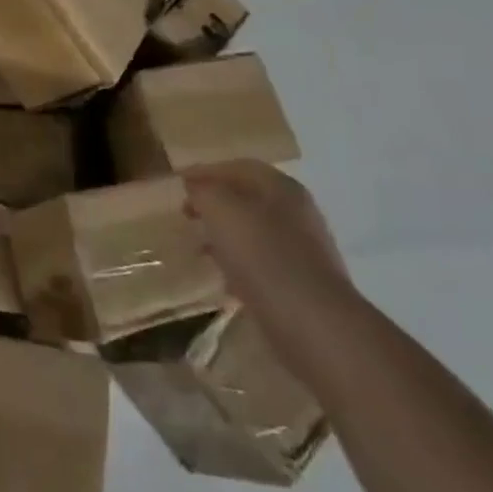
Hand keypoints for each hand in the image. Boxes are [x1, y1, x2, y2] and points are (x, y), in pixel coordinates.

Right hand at [182, 161, 355, 330]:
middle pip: (247, 198)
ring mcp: (303, 249)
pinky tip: (224, 280)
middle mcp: (296, 212)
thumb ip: (203, 191)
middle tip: (186, 214)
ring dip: (225, 235)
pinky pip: (263, 264)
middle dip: (214, 204)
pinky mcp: (302, 284)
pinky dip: (240, 265)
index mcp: (281, 187)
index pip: (237, 167)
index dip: (205, 171)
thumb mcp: (221, 210)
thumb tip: (195, 187)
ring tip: (199, 248)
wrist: (313, 324)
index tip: (178, 184)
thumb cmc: (263, 255)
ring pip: (254, 232)